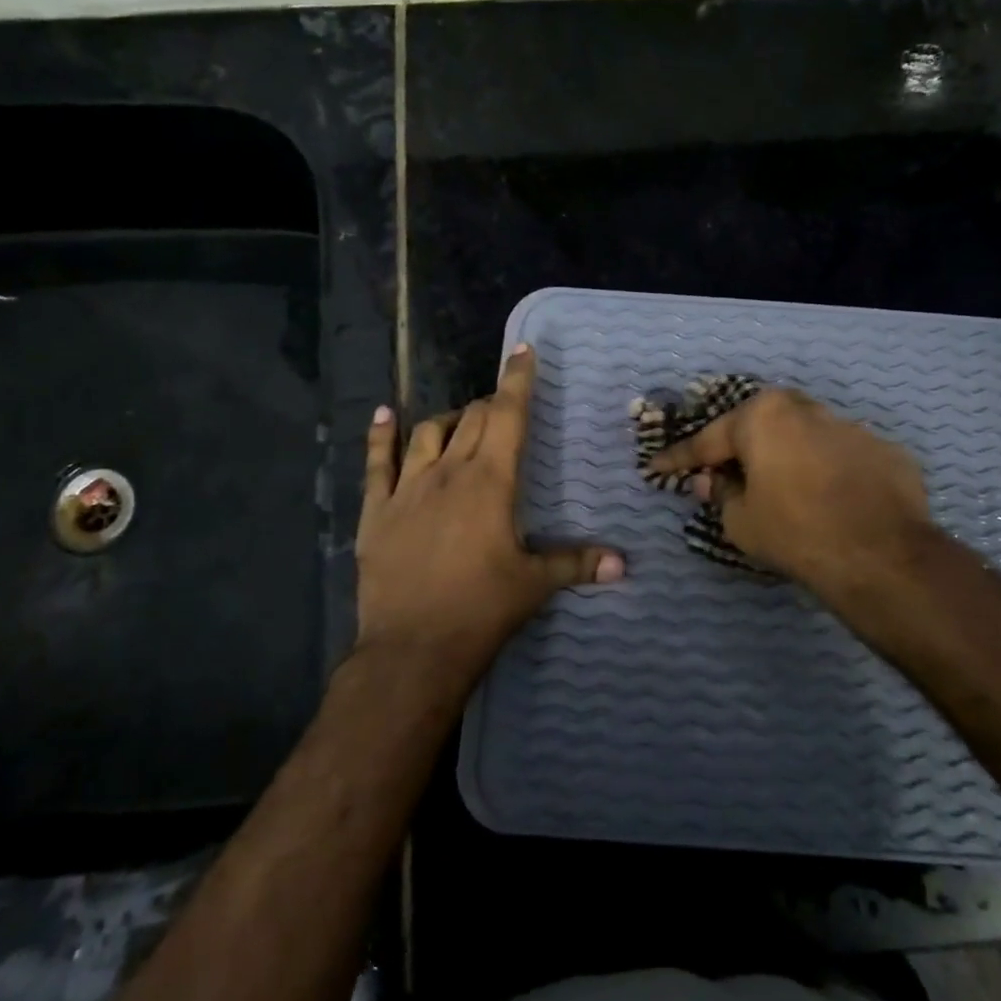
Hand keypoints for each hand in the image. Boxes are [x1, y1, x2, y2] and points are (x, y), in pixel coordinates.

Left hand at [354, 345, 623, 691]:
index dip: (517, 381)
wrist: (413, 648)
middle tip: (504, 409)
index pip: (508, 416)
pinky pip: (377, 462)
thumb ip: (577, 564)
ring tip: (462, 424)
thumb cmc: (481, 610)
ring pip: (428, 433)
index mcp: (490, 482)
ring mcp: (407, 489)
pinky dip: (381, 435)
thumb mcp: (534, 584)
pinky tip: (383, 416)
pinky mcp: (377, 511)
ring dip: (449, 420)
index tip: (522, 352)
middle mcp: (449, 472)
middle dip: (491, 405)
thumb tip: (624, 564)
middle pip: (473, 419)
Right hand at [647, 389, 932, 606]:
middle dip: (740, 447)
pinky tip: (830, 501)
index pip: (709, 439)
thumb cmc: (795, 532)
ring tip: (785, 490)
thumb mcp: (740, 521)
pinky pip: (843, 458)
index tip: (657, 466)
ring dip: (789, 458)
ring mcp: (853, 427)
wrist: (882, 557)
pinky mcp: (886, 451)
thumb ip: (721, 494)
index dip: (679, 458)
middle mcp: (807, 409)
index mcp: (764, 416)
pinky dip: (829, 473)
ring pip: (806, 438)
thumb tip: (713, 481)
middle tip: (724, 472)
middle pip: (761, 426)